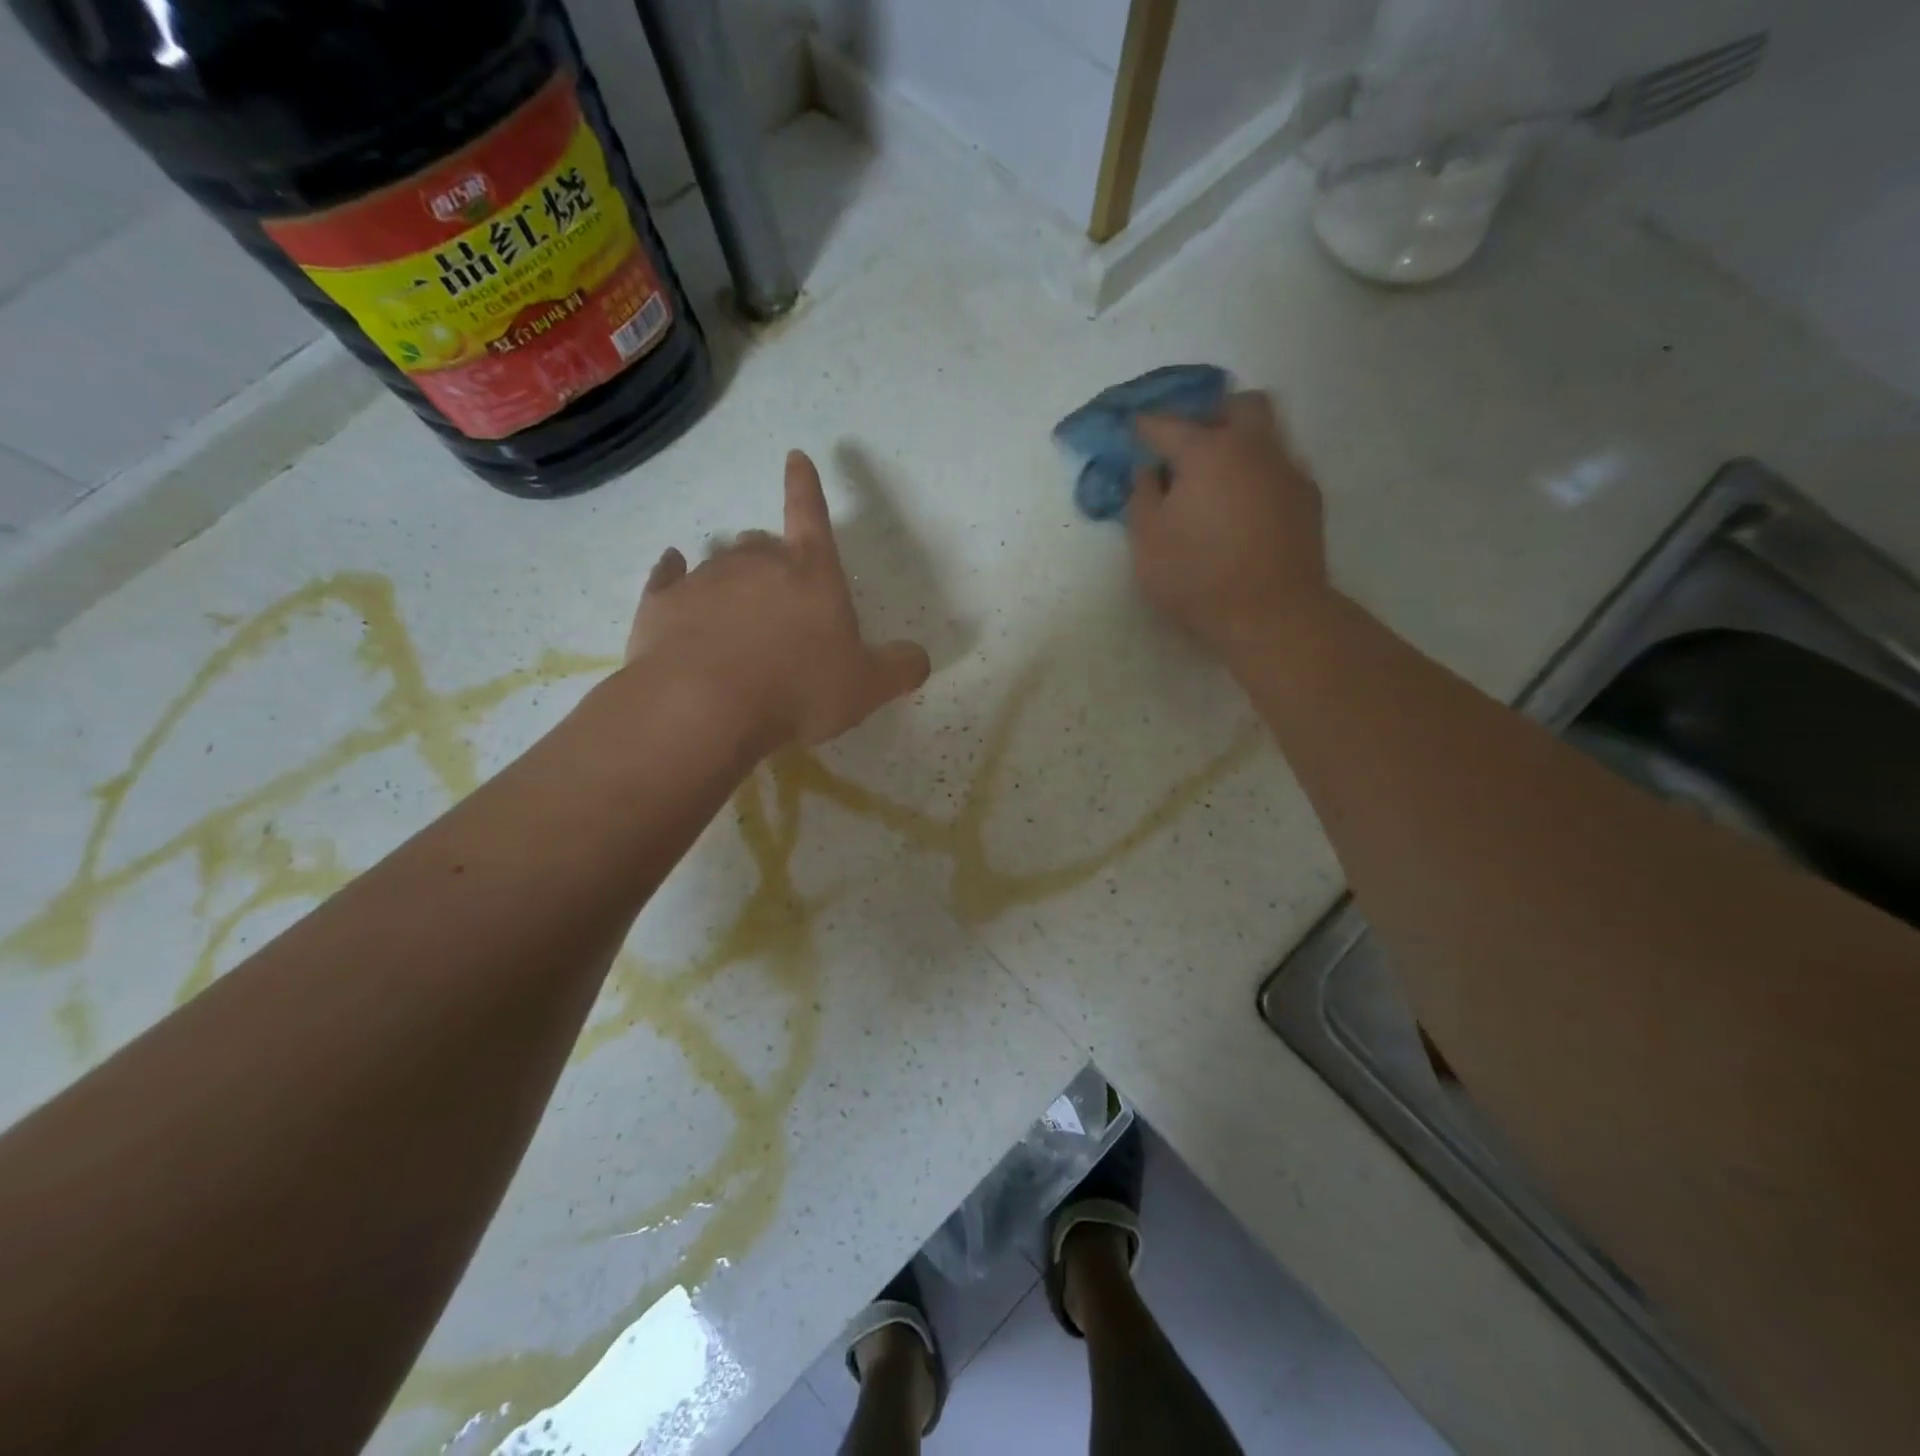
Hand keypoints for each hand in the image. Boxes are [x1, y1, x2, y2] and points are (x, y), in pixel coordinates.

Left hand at [623, 451, 930, 749]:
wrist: (703, 708)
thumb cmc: (798, 690)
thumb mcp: (866, 687)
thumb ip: (899, 668)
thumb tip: (919, 659)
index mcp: (811, 572)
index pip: (811, 513)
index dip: (807, 486)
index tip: (796, 457)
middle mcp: (756, 562)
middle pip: (764, 544)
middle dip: (773, 561)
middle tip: (780, 602)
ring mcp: (704, 579)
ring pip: (720, 564)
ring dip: (732, 582)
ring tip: (735, 619)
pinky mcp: (661, 604)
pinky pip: (668, 578)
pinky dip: (673, 574)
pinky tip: (672, 575)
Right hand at [1126, 391, 1330, 658]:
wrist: (1272, 614)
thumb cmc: (1197, 577)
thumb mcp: (1147, 542)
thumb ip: (1142, 497)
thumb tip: (1149, 471)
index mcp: (1207, 451)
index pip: (1168, 424)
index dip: (1144, 426)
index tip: (1132, 431)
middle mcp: (1253, 447)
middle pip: (1238, 405)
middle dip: (1211, 415)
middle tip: (1189, 445)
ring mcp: (1287, 470)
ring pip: (1268, 432)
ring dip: (1241, 442)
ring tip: (1218, 477)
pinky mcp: (1308, 498)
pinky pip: (1281, 467)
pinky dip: (1259, 474)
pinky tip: (1245, 505)